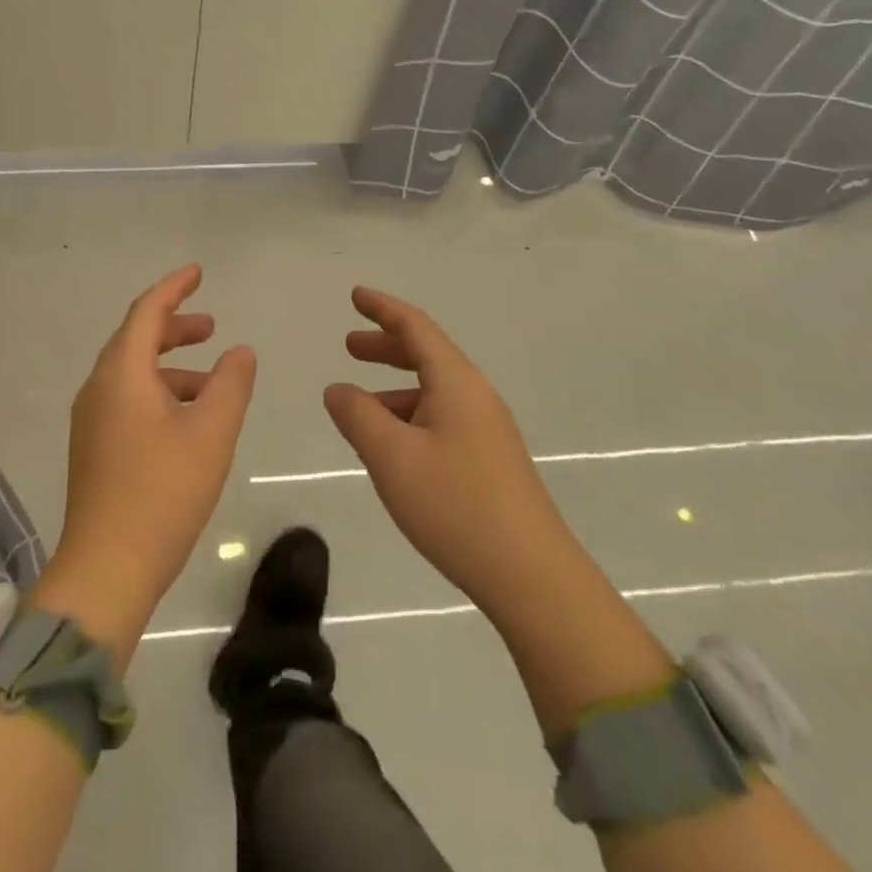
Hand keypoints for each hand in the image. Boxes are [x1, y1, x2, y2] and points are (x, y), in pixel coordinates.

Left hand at [43, 266, 256, 647]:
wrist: (106, 569)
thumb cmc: (162, 493)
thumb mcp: (210, 433)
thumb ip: (230, 384)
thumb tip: (239, 351)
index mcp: (120, 374)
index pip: (146, 312)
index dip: (174, 288)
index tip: (199, 272)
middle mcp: (98, 389)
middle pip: (135, 340)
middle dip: (174, 327)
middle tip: (212, 326)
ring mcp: (91, 420)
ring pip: (132, 373)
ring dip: (170, 365)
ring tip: (211, 380)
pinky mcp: (94, 448)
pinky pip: (127, 400)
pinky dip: (159, 393)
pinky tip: (186, 420)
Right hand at [323, 287, 559, 614]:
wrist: (532, 576)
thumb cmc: (456, 505)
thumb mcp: (392, 457)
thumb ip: (358, 415)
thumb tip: (338, 389)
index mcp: (456, 383)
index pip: (416, 328)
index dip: (383, 309)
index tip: (356, 295)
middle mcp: (475, 396)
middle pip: (426, 355)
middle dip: (385, 347)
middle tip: (349, 347)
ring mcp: (487, 429)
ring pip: (433, 392)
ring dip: (394, 388)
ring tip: (359, 408)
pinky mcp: (489, 460)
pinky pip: (441, 419)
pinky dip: (409, 417)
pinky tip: (391, 447)